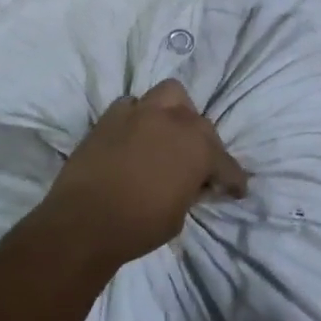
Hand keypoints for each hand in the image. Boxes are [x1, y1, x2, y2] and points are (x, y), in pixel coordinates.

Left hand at [42, 80, 248, 266]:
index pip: (226, 163)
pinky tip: (134, 134)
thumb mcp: (178, 215)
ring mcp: (141, 112)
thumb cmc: (138, 226)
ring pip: (170, 94)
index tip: (236, 190)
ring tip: (169, 132)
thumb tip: (191, 182)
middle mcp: (175, 121)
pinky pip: (133, 106)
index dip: (233, 180)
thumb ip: (190, 190)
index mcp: (198, 148)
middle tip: (196, 166)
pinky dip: (138, 117)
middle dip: (203, 144)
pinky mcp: (112, 115)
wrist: (83, 221)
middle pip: (200, 123)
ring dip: (175, 111)